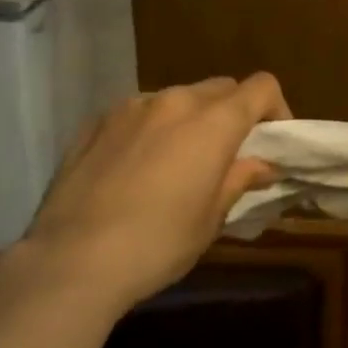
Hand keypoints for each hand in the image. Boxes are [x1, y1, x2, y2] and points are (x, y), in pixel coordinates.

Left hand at [25, 75, 291, 311]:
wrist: (71, 260)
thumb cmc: (157, 244)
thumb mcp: (211, 219)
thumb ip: (239, 179)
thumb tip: (262, 165)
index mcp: (213, 122)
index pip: (261, 87)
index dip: (276, 108)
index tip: (272, 140)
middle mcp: (175, 101)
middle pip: (220, 89)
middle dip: (233, 113)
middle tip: (226, 155)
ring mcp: (131, 106)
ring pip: (177, 98)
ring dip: (189, 120)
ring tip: (175, 162)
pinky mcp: (96, 121)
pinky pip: (138, 113)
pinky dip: (150, 129)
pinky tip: (134, 168)